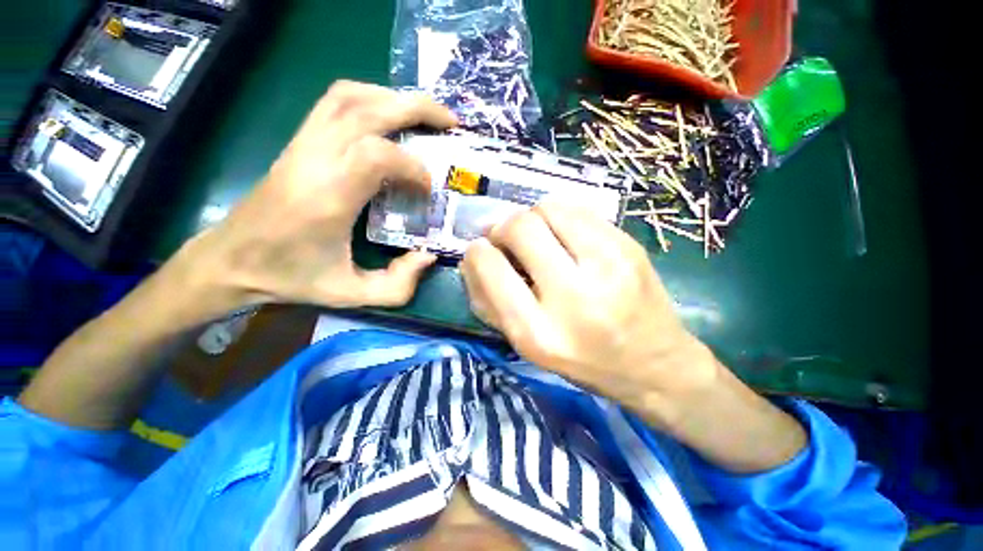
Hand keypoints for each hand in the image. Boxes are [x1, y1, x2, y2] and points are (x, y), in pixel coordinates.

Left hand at [180, 81, 456, 313]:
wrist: (232, 260)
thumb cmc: (291, 278)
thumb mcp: (350, 295)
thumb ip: (397, 285)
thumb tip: (428, 256)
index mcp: (328, 197)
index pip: (377, 155)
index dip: (413, 167)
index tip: (428, 189)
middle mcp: (314, 159)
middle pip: (368, 109)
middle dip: (417, 108)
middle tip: (450, 122)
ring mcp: (303, 143)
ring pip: (350, 96)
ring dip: (394, 98)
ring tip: (424, 114)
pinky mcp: (299, 141)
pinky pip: (335, 102)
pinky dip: (370, 98)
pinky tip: (388, 115)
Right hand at [460, 202, 715, 426]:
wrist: (657, 364)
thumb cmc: (583, 362)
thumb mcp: (527, 346)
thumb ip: (490, 303)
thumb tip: (474, 256)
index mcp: (539, 332)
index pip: (490, 267)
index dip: (477, 252)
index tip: (481, 251)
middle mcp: (573, 296)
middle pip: (520, 227)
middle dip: (503, 227)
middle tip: (507, 239)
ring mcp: (608, 265)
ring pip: (549, 208)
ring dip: (532, 217)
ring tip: (538, 237)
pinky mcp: (629, 246)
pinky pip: (578, 210)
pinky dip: (560, 217)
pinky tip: (565, 236)